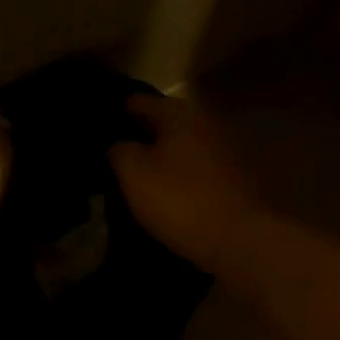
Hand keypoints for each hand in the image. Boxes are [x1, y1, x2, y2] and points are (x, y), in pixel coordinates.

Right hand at [109, 94, 263, 270]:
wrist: (238, 238)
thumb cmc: (179, 200)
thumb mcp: (134, 174)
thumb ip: (119, 151)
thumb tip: (119, 145)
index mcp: (179, 115)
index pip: (140, 101)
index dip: (119, 112)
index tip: (101, 127)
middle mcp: (204, 123)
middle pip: (165, 121)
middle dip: (142, 133)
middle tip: (116, 151)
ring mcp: (223, 150)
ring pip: (182, 144)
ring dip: (163, 154)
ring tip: (139, 172)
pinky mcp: (233, 177)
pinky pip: (197, 166)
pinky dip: (180, 172)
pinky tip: (167, 188)